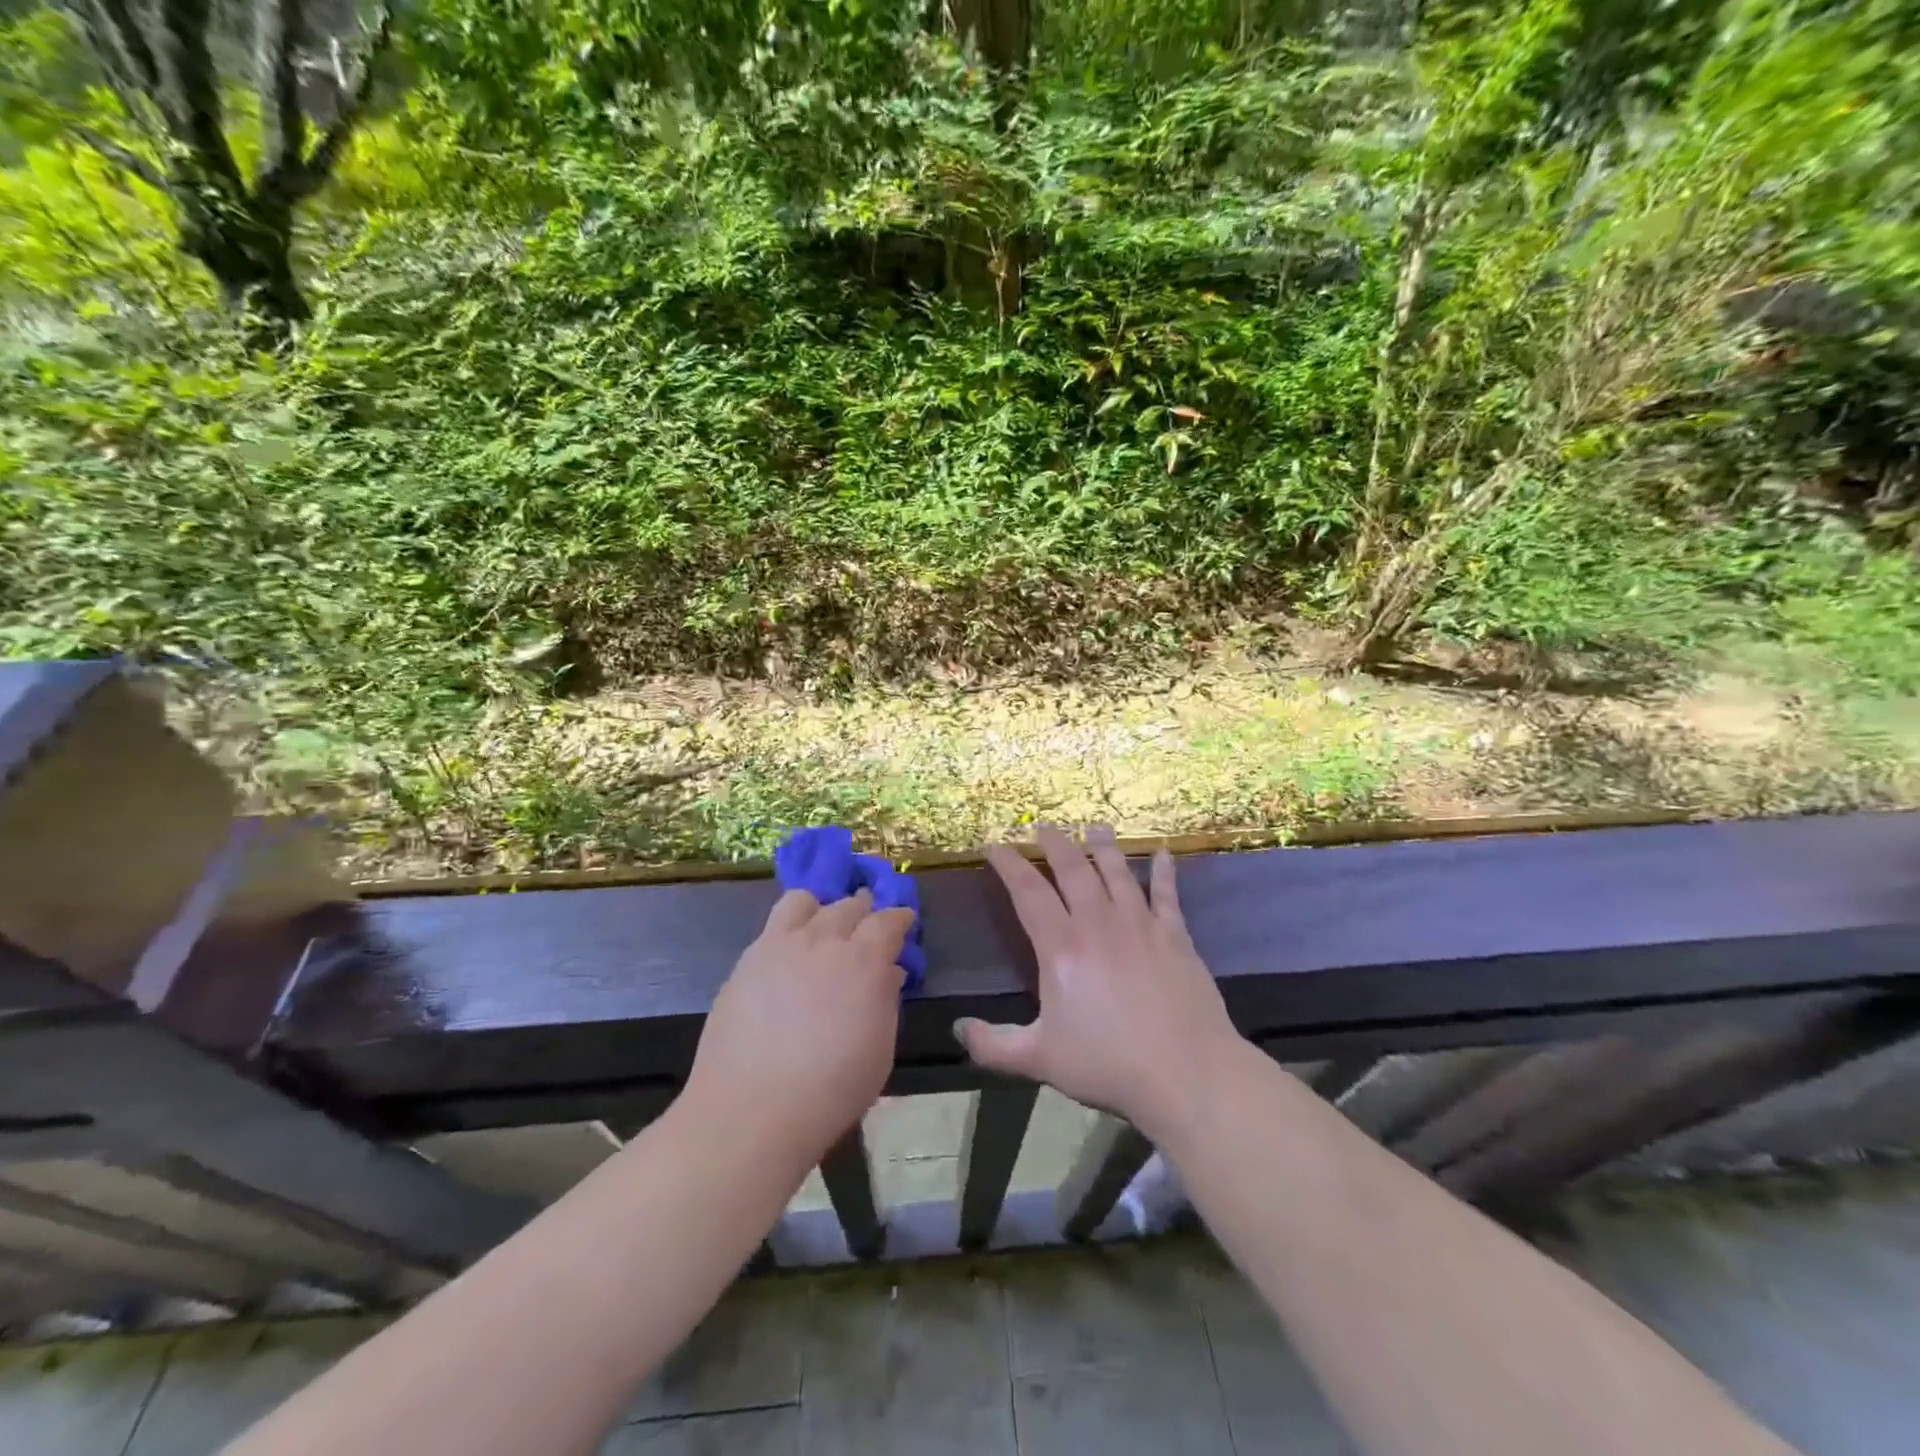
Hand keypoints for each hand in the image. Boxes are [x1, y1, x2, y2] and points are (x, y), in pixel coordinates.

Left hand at [684, 889, 912, 1163]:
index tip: (905, 920)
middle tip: (866, 926)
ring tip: (822, 927)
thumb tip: (887, 972)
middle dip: (864, 911)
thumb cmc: (831, 1090)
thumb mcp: (880, 1050)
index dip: (900, 917)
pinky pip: (773, 925)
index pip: (889, 921)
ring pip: (804, 901)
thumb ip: (886, 1002)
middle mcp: (825, 940)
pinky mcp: (748, 959)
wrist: (752, 1109)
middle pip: (850, 905)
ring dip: (821, 908)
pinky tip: (788, 953)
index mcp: (865, 960)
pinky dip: (789, 928)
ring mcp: (781, 945)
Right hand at [955, 825, 1241, 1139]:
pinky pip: (1167, 893)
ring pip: (1117, 871)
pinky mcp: (1175, 935)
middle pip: (1073, 869)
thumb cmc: (1109, 1064)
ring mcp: (1141, 924)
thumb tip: (957, 1028)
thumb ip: (993, 1045)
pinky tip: (1162, 852)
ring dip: (1103, 845)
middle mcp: (1099, 923)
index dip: (1008, 864)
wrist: (1188, 1074)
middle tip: (1043, 826)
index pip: (1028, 891)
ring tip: (1093, 826)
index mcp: (1062, 947)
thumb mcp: (1040, 1059)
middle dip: (1054, 843)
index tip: (994, 845)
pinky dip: (1163, 870)